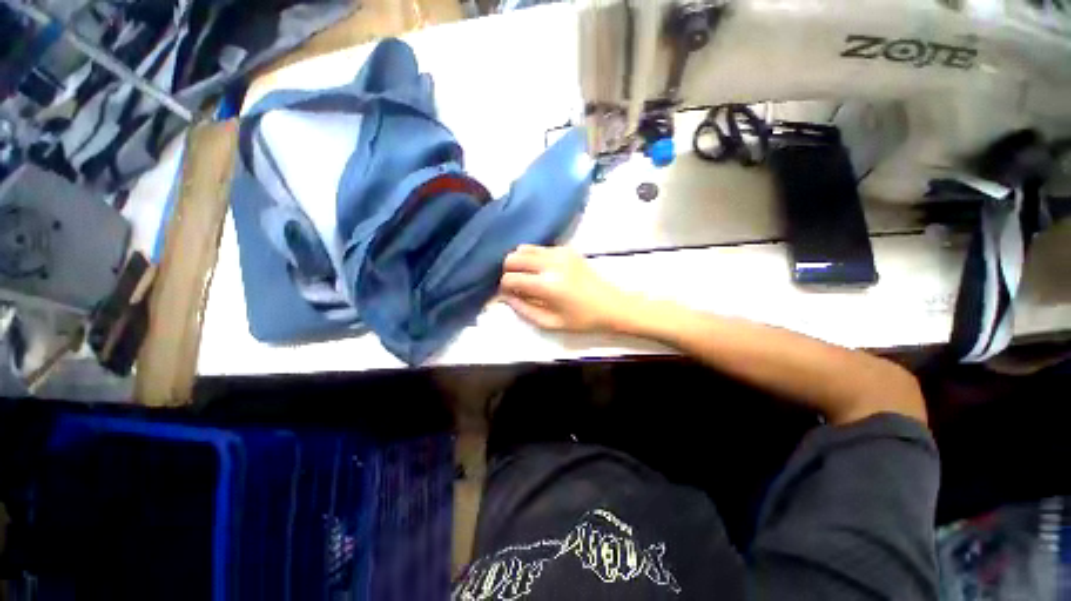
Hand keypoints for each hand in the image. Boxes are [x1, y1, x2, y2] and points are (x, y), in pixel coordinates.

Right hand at [499, 245, 632, 332]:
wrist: (613, 305)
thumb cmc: (583, 320)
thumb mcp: (551, 323)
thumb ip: (524, 310)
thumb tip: (505, 297)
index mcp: (548, 285)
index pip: (511, 278)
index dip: (504, 287)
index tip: (509, 294)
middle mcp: (551, 263)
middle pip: (513, 257)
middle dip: (508, 271)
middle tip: (515, 285)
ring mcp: (560, 252)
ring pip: (524, 248)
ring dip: (519, 262)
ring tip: (527, 277)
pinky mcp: (566, 249)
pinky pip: (539, 248)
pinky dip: (533, 258)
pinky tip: (541, 271)